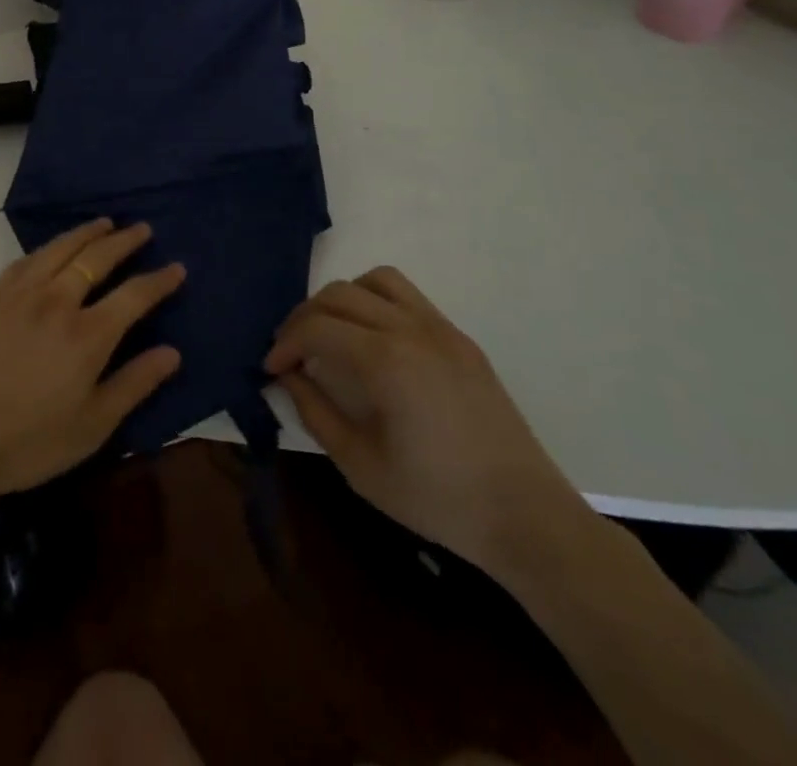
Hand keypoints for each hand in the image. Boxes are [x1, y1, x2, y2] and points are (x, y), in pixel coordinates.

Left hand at [0, 219, 183, 518]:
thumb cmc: (28, 443)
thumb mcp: (93, 427)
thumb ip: (135, 384)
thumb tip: (172, 352)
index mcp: (88, 335)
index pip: (134, 294)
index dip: (159, 280)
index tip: (177, 267)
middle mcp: (57, 301)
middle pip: (97, 258)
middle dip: (125, 241)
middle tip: (142, 229)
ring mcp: (20, 294)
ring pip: (61, 249)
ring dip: (87, 233)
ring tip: (105, 224)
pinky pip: (27, 259)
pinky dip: (49, 247)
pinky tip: (54, 248)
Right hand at [265, 267, 589, 578]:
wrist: (526, 517)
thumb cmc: (438, 499)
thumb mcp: (361, 466)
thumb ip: (316, 412)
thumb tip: (288, 376)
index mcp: (386, 360)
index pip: (316, 327)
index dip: (284, 343)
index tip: (270, 368)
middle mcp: (411, 329)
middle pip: (340, 294)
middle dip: (305, 317)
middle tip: (292, 352)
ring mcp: (441, 329)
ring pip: (377, 280)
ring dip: (343, 298)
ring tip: (332, 333)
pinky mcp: (461, 339)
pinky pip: (409, 297)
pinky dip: (377, 303)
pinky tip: (374, 342)